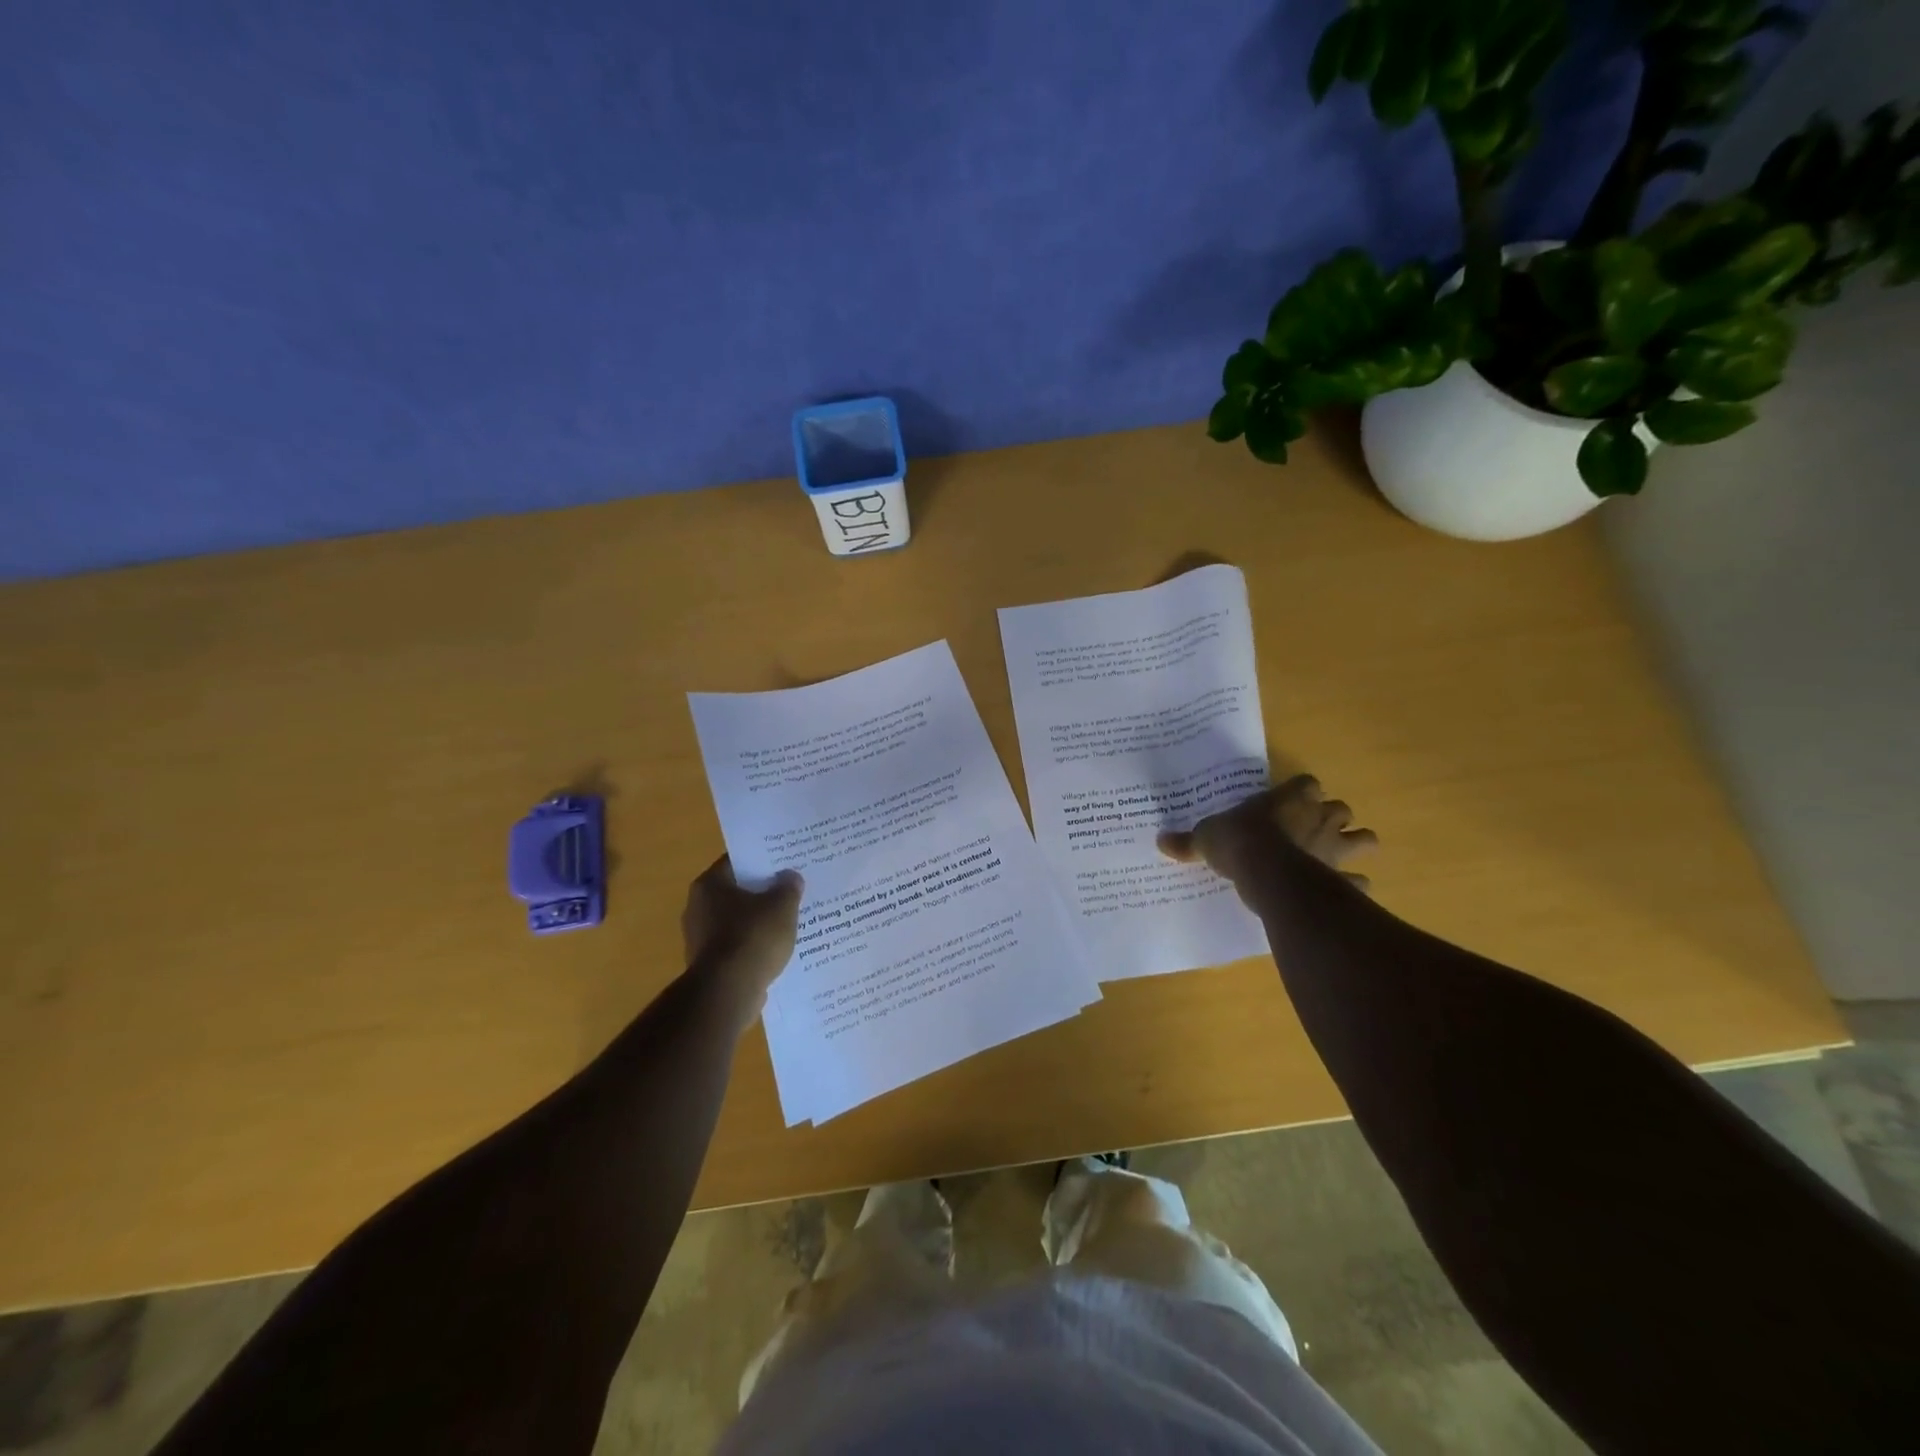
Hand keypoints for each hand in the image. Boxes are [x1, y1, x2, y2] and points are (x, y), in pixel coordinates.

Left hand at [680, 856, 804, 1021]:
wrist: (728, 993)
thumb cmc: (752, 938)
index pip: (737, 862)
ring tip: (790, 921)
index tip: (784, 863)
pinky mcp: (709, 965)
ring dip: (759, 922)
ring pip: (738, 921)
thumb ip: (788, 887)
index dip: (762, 861)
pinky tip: (777, 950)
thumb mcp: (782, 906)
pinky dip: (754, 947)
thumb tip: (790, 877)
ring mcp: (700, 938)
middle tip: (791, 890)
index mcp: (710, 885)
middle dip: (763, 892)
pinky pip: (737, 947)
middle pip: (737, 892)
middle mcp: (698, 907)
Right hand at [1158, 774, 1377, 893]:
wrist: (1268, 875)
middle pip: (1341, 809)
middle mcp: (1320, 818)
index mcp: (1291, 798)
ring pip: (1364, 840)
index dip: (1301, 792)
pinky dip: (1354, 885)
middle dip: (1332, 818)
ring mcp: (1336, 848)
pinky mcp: (1342, 878)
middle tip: (1312, 829)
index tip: (1289, 801)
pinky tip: (1343, 891)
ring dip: (1355, 845)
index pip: (1308, 784)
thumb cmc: (1240, 843)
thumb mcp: (1206, 837)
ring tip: (1338, 855)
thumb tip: (1160, 841)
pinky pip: (1359, 881)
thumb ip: (1188, 840)